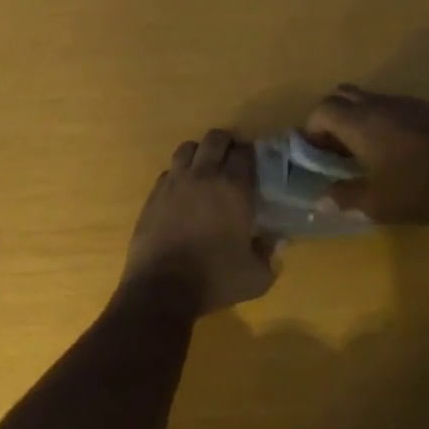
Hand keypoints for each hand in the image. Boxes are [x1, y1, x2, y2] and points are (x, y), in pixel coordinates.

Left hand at [120, 129, 277, 317]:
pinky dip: (178, 174)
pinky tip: (182, 192)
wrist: (161, 289)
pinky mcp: (153, 195)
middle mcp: (204, 176)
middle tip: (232, 158)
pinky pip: (168, 171)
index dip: (251, 153)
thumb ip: (269, 254)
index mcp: (233, 188)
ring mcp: (174, 183)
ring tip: (205, 169)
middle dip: (226, 143)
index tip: (254, 163)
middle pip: (215, 139)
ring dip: (199, 152)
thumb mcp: (256, 276)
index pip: (244, 152)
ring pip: (187, 148)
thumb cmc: (214, 280)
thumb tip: (275, 241)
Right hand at [303, 85, 428, 224]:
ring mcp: (408, 103)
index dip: (312, 129)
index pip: (322, 109)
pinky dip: (384, 121)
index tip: (317, 154)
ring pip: (370, 99)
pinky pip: (395, 106)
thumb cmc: (421, 190)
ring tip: (366, 152)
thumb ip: (344, 198)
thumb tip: (322, 198)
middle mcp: (380, 104)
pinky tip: (399, 150)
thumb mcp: (377, 204)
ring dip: (359, 118)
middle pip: (343, 95)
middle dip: (332, 117)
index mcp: (361, 122)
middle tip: (336, 148)